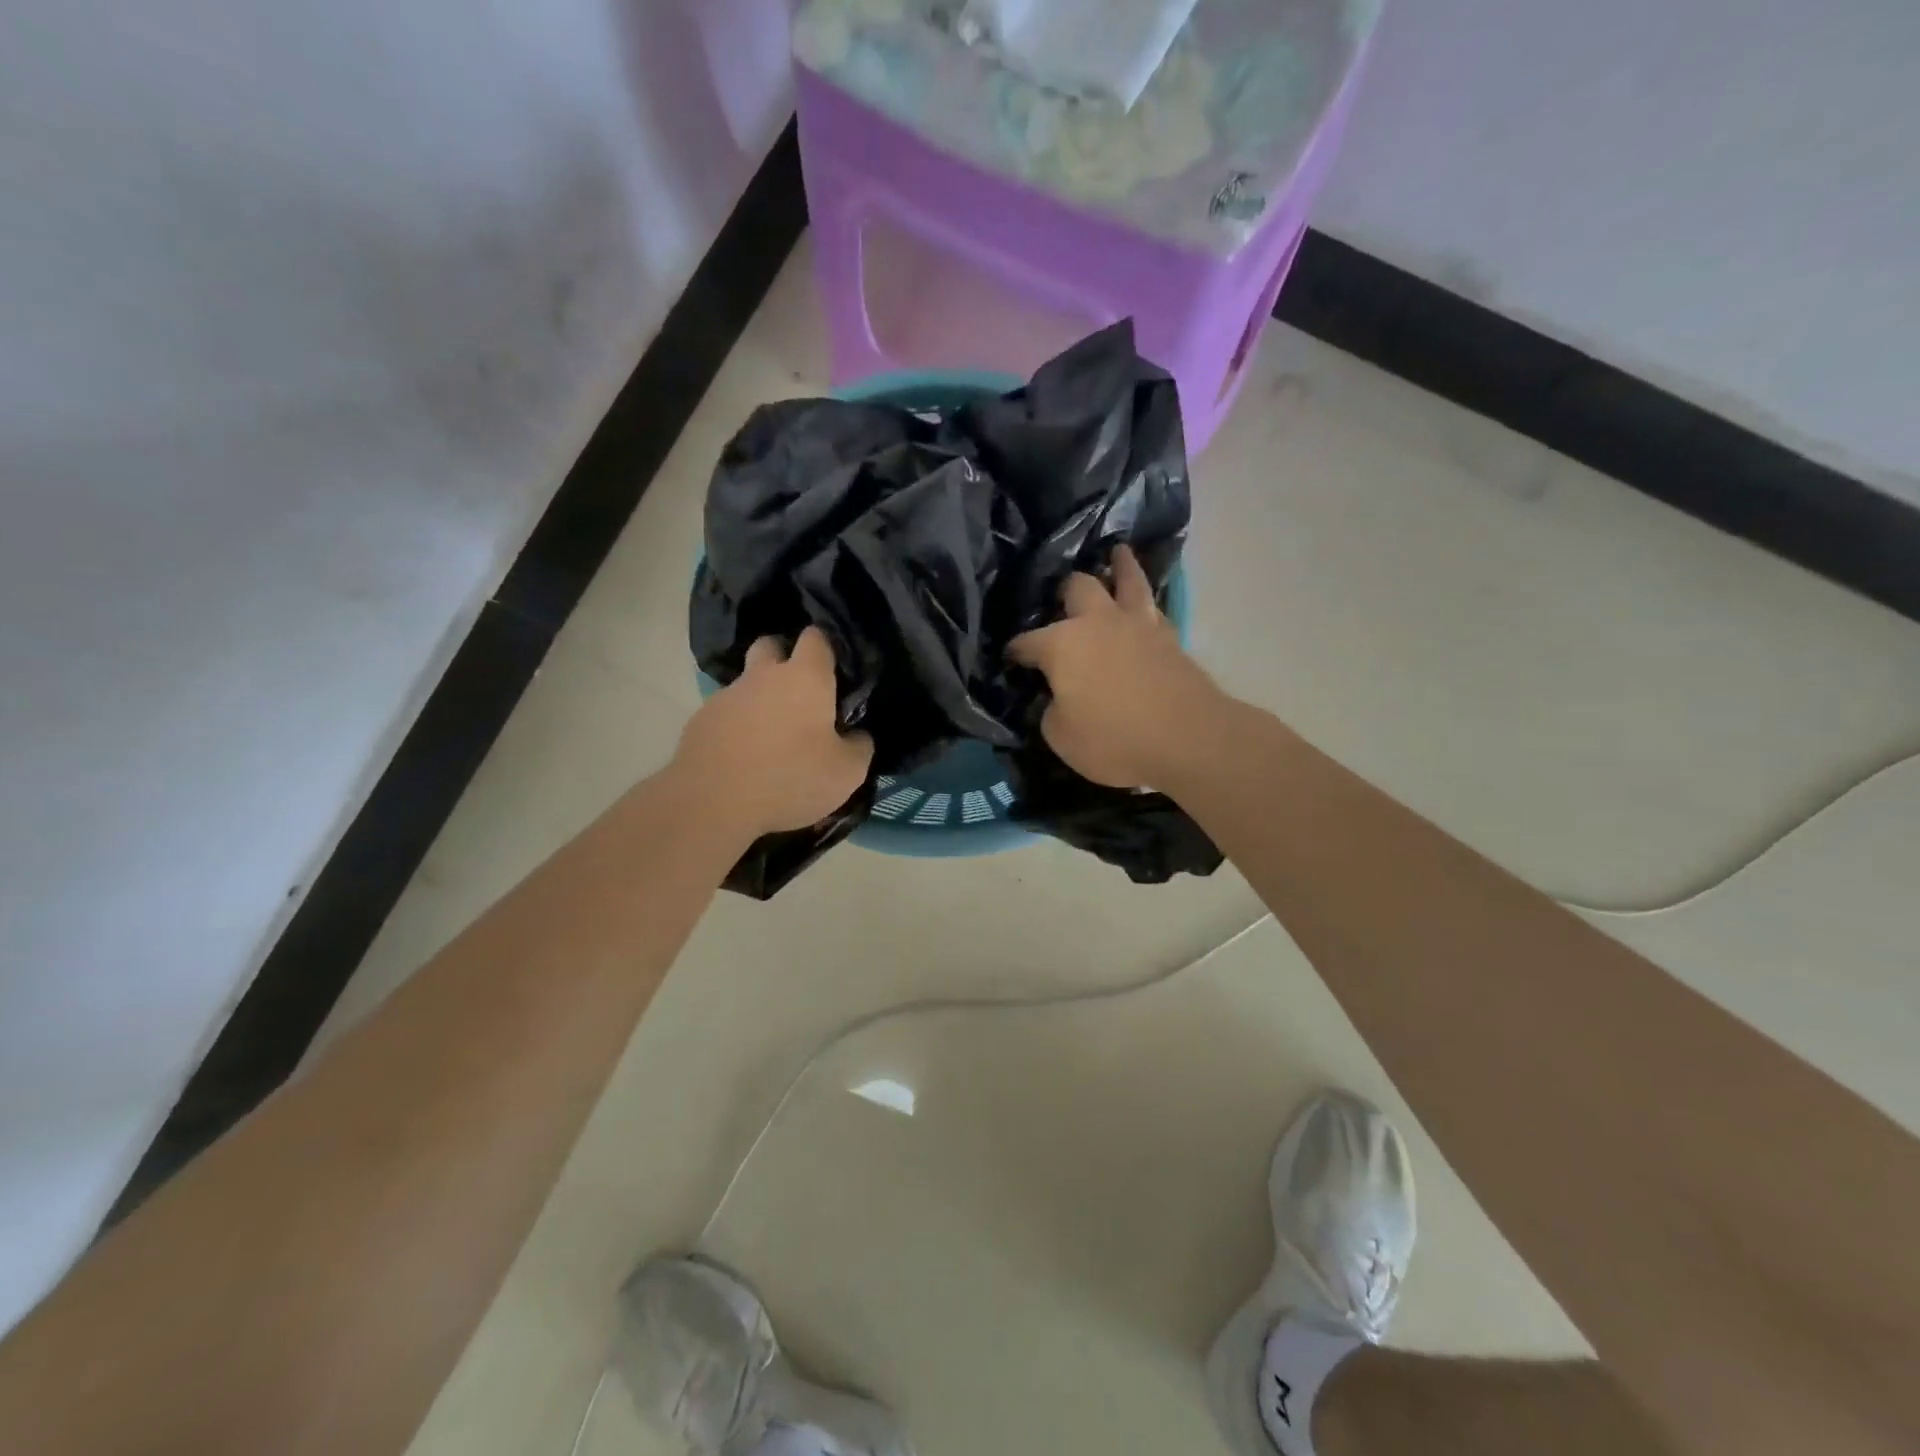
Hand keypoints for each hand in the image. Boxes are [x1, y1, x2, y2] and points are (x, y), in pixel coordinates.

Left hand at [674, 628, 873, 840]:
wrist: (713, 803)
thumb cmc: (791, 779)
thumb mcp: (846, 773)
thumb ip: (859, 746)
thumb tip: (857, 735)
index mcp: (805, 678)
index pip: (817, 637)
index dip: (827, 646)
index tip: (836, 670)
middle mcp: (764, 675)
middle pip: (771, 645)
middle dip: (784, 657)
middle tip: (799, 692)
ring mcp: (727, 695)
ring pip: (747, 682)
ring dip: (760, 698)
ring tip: (771, 735)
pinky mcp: (700, 720)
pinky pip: (726, 712)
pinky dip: (737, 725)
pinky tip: (744, 756)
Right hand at [1008, 546, 1226, 788]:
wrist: (1188, 738)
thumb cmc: (1114, 739)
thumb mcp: (1061, 737)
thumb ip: (1052, 711)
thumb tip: (1058, 698)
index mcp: (1062, 644)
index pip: (1027, 642)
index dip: (1015, 651)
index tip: (1010, 658)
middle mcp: (1098, 622)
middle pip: (1078, 588)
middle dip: (1065, 591)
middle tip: (1061, 596)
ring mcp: (1138, 624)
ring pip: (1128, 580)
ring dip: (1121, 566)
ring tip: (1118, 552)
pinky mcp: (1170, 637)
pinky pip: (1153, 606)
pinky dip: (1145, 599)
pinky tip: (1144, 603)